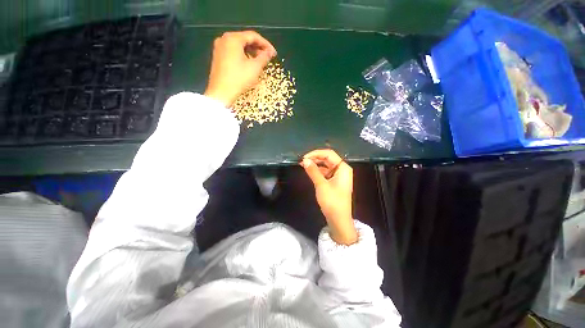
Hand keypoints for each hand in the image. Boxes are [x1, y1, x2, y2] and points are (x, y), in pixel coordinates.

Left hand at [204, 31, 276, 106]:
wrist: (221, 92)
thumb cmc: (239, 79)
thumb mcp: (255, 68)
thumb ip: (264, 57)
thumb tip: (269, 52)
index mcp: (233, 38)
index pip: (253, 36)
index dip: (266, 44)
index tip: (273, 53)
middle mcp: (224, 39)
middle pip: (245, 39)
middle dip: (258, 48)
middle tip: (268, 57)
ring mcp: (219, 48)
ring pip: (239, 46)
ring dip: (251, 52)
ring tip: (260, 61)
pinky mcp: (218, 56)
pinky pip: (233, 51)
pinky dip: (243, 55)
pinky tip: (249, 64)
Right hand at [301, 149, 357, 244]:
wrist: (339, 219)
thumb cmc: (332, 201)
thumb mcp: (321, 185)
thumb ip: (313, 171)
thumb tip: (305, 160)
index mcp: (343, 168)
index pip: (329, 154)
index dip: (316, 153)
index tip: (304, 157)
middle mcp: (342, 169)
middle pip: (328, 158)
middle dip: (315, 158)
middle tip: (302, 161)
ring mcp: (339, 175)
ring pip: (326, 165)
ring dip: (315, 164)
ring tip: (303, 165)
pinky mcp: (335, 181)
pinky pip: (326, 172)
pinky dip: (317, 171)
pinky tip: (309, 171)